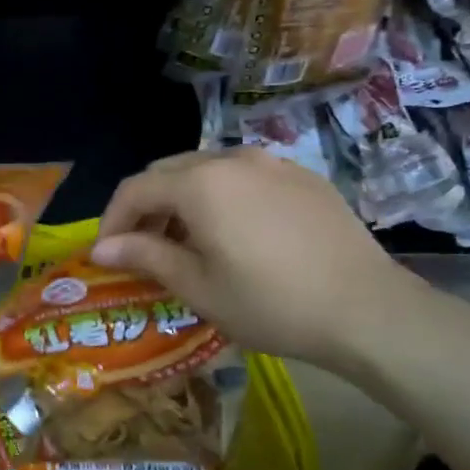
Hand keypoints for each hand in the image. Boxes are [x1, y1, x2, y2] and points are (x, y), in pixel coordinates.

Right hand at [91, 147, 431, 369]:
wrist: (369, 310)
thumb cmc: (271, 303)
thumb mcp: (198, 286)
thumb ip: (145, 256)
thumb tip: (100, 248)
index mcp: (200, 183)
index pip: (135, 189)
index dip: (112, 220)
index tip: (106, 255)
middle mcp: (232, 159)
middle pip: (168, 172)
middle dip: (145, 207)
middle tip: (141, 248)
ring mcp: (273, 163)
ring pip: (206, 170)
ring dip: (182, 200)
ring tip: (186, 242)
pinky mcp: (303, 177)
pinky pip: (244, 177)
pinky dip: (221, 198)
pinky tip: (234, 234)